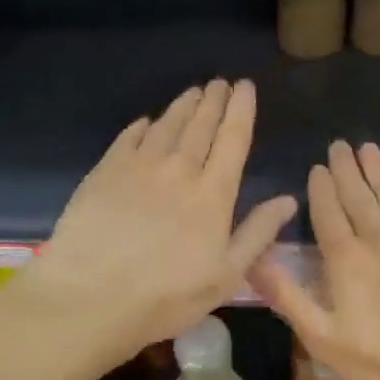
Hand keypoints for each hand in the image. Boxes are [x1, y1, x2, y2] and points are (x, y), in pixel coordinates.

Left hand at [21, 79, 298, 368]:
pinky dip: (142, 127)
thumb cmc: (167, 296)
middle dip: (213, 101)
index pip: (232, 140)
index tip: (245, 88)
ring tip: (192, 93)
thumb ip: (258, 234)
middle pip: (199, 126)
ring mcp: (137, 168)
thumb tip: (287, 200)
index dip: (241, 111)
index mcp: (212, 194)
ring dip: (182, 107)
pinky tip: (146, 123)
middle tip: (219, 83)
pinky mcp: (103, 173)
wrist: (91, 297)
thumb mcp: (226, 276)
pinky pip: (128, 138)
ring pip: (165, 126)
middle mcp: (177, 170)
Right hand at [251, 141, 379, 379]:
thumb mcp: (323, 339)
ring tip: (369, 149)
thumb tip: (253, 261)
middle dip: (347, 171)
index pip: (329, 214)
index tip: (317, 167)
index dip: (322, 190)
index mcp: (348, 261)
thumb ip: (289, 297)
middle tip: (340, 145)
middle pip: (361, 198)